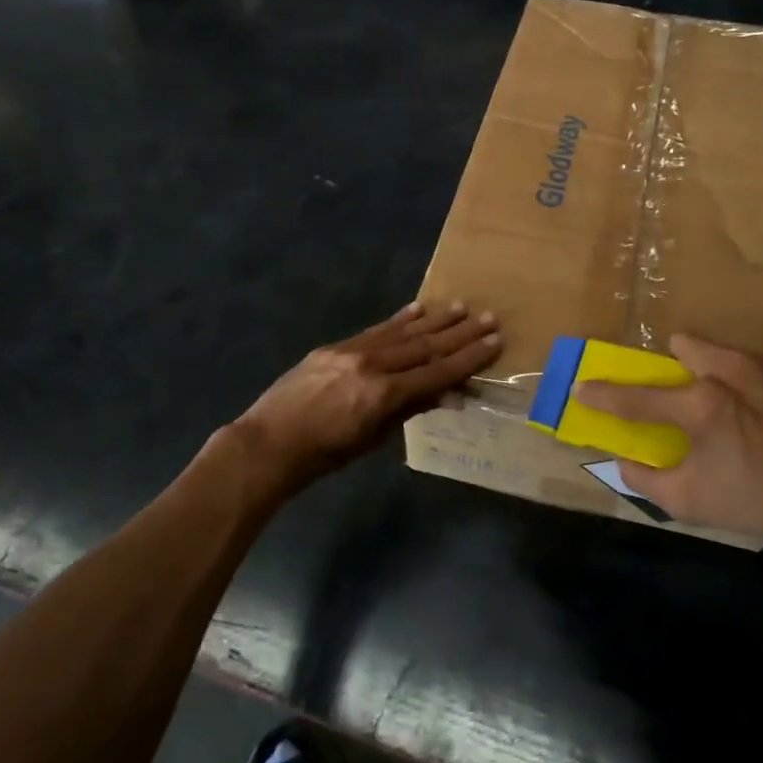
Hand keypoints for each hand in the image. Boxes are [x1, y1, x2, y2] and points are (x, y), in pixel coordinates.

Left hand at [232, 301, 499, 489]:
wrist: (268, 443)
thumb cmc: (323, 455)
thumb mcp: (371, 439)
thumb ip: (409, 410)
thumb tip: (448, 394)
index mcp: (382, 395)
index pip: (436, 372)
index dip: (468, 358)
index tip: (494, 342)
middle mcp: (372, 365)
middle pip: (425, 347)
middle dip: (460, 333)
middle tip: (489, 317)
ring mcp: (353, 351)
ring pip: (403, 332)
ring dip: (435, 320)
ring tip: (462, 307)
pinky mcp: (337, 346)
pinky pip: (376, 330)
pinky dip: (400, 319)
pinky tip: (419, 309)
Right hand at [576, 335, 762, 566]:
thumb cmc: (760, 500)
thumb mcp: (692, 503)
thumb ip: (648, 480)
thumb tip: (625, 461)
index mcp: (700, 404)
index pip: (636, 397)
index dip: (604, 394)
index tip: (583, 386)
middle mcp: (730, 371)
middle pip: (685, 346)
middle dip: (676, 364)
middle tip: (685, 394)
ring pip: (725, 349)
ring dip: (717, 369)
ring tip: (735, 404)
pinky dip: (759, 381)